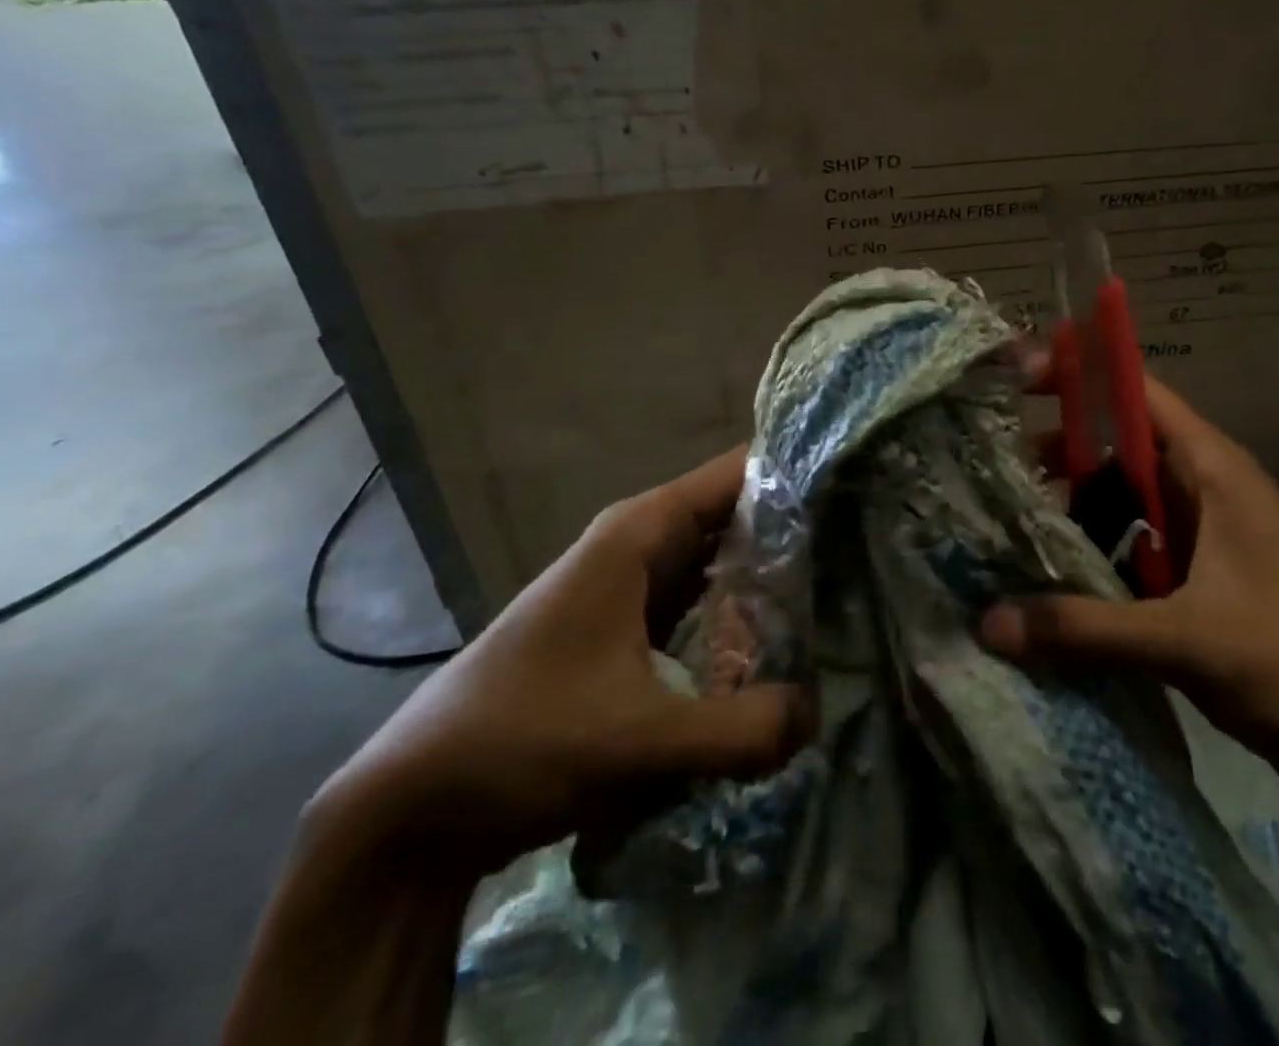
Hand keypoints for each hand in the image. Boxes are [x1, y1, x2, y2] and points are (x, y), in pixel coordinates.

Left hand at [309, 448, 813, 877]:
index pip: (737, 473)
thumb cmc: (521, 741)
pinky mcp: (622, 628)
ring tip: (840, 591)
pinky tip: (776, 643)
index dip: (796, 472)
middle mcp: (636, 543)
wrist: (413, 806)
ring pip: (716, 561)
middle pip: (734, 515)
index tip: (858, 486)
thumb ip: (741, 729)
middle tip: (866, 549)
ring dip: (768, 577)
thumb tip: (817, 713)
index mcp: (640, 532)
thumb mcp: (640, 740)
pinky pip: (697, 602)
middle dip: (795, 530)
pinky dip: (736, 613)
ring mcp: (627, 585)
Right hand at [981, 374, 1278, 800]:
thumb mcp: (1192, 639)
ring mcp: (1201, 549)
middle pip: (1115, 453)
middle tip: (988, 472)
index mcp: (1213, 471)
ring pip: (1119, 513)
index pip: (1137, 394)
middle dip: (1056, 458)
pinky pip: (1129, 566)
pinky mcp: (1198, 598)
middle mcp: (1202, 496)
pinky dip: (1090, 572)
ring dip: (1070, 520)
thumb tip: (987, 624)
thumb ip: (1087, 629)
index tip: (1013, 380)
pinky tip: (1046, 592)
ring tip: (1003, 531)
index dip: (1079, 375)